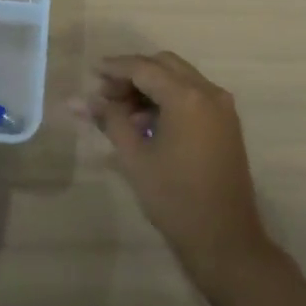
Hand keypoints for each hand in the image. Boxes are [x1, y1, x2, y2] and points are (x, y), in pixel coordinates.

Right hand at [72, 52, 275, 288]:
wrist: (224, 240)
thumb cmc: (174, 198)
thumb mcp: (134, 157)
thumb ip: (109, 120)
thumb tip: (79, 100)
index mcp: (187, 97)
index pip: (143, 68)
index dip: (115, 68)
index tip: (91, 74)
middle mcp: (209, 93)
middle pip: (164, 65)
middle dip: (133, 74)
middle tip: (106, 94)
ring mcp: (222, 108)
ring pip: (180, 79)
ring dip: (150, 87)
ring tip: (122, 114)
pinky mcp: (226, 125)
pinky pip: (193, 97)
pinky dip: (168, 100)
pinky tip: (146, 124)